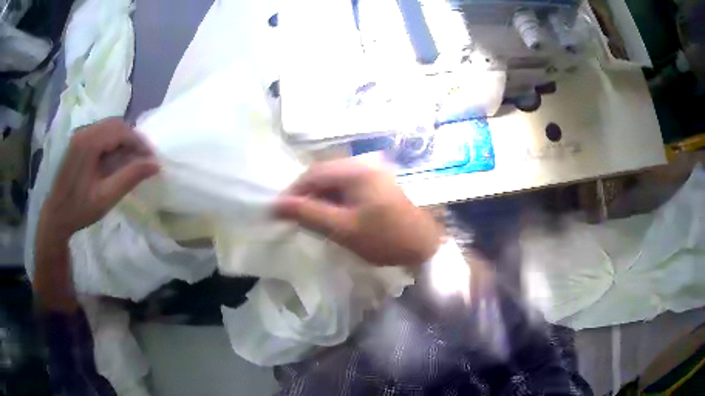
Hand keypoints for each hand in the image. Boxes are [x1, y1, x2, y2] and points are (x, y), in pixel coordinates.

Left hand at [39, 118, 158, 240]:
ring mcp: (80, 135)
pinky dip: (113, 142)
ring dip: (123, 140)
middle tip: (143, 160)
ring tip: (132, 160)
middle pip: (116, 125)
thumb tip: (155, 164)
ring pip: (109, 127)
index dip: (140, 142)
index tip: (152, 159)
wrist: (55, 215)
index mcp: (89, 143)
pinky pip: (101, 133)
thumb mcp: (106, 198)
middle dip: (132, 140)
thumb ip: (129, 177)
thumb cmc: (79, 209)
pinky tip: (115, 159)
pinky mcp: (78, 141)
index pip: (121, 131)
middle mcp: (84, 132)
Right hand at [275, 158, 441, 266]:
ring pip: (334, 181)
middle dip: (307, 194)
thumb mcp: (343, 229)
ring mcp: (373, 171)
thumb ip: (309, 214)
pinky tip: (333, 215)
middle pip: (324, 174)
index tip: (280, 211)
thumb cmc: (385, 238)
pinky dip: (335, 199)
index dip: (294, 191)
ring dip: (320, 198)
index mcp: (356, 170)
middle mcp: (364, 163)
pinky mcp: (377, 182)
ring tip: (312, 219)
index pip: (313, 173)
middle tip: (295, 217)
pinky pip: (347, 186)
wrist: (425, 246)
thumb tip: (278, 204)